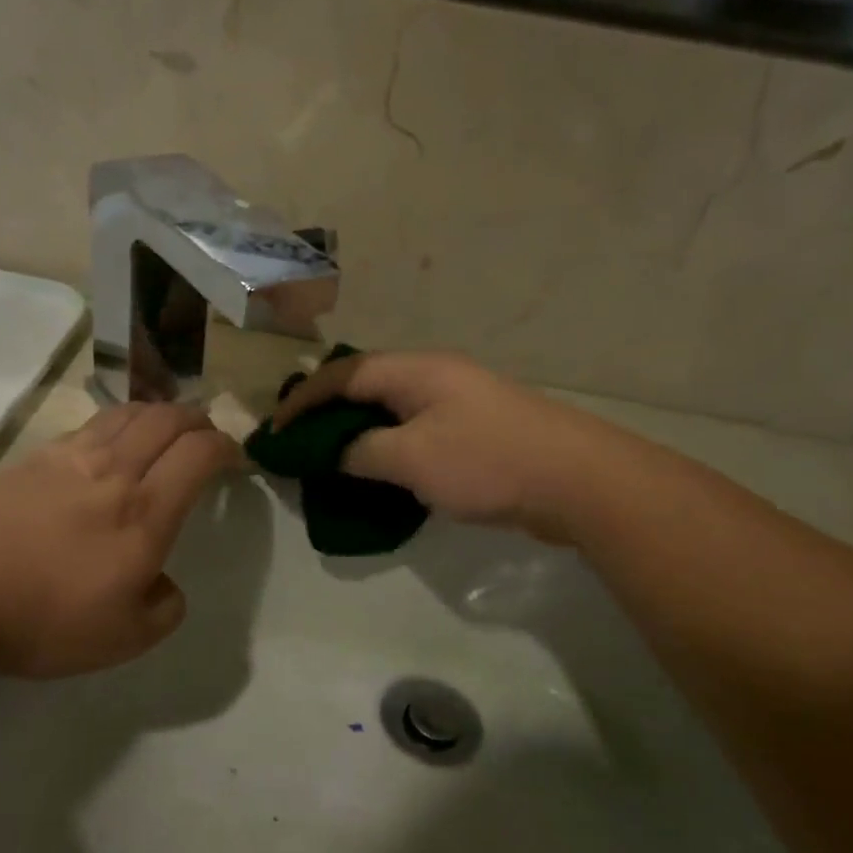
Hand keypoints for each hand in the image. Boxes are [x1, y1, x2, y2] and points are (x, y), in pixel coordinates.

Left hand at [0, 404, 239, 677]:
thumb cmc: (42, 618)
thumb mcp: (124, 639)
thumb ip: (164, 609)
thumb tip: (165, 585)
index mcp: (146, 511)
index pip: (200, 454)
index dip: (227, 447)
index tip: (236, 459)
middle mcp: (113, 470)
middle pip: (167, 418)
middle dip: (197, 419)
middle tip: (206, 434)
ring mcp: (67, 457)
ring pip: (126, 413)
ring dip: (157, 413)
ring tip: (163, 428)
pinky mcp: (28, 459)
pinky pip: (87, 426)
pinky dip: (114, 424)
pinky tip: (107, 444)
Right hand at [270, 351, 599, 541]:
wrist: (577, 481)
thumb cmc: (486, 461)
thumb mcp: (410, 458)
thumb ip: (362, 452)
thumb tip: (338, 452)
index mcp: (416, 370)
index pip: (343, 374)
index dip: (304, 399)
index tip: (275, 430)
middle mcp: (436, 377)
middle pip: (367, 386)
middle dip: (328, 413)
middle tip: (300, 444)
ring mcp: (460, 403)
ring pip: (393, 412)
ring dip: (359, 433)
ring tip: (332, 461)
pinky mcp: (477, 432)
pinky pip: (416, 432)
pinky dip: (389, 448)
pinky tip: (382, 474)